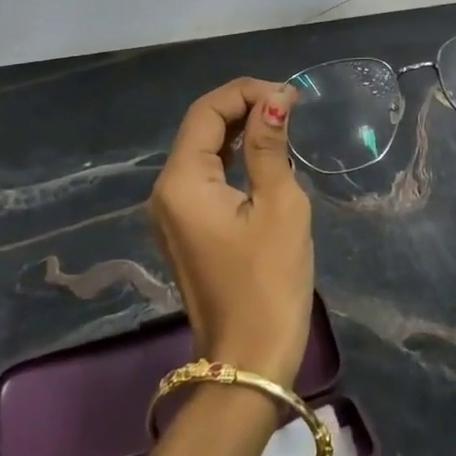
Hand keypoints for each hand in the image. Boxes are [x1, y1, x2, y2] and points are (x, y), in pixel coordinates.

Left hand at [149, 79, 313, 386]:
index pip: (207, 111)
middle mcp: (165, 191)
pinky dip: (233, 157)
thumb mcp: (279, 205)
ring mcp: (172, 212)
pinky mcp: (186, 228)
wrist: (249, 362)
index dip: (247, 93)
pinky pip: (206, 176)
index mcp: (181, 182)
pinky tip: (264, 153)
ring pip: (203, 150)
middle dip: (243, 106)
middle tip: (290, 106)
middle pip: (200, 127)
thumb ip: (270, 146)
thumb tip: (275, 99)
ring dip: (239, 129)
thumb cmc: (268, 282)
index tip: (290, 97)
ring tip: (283, 121)